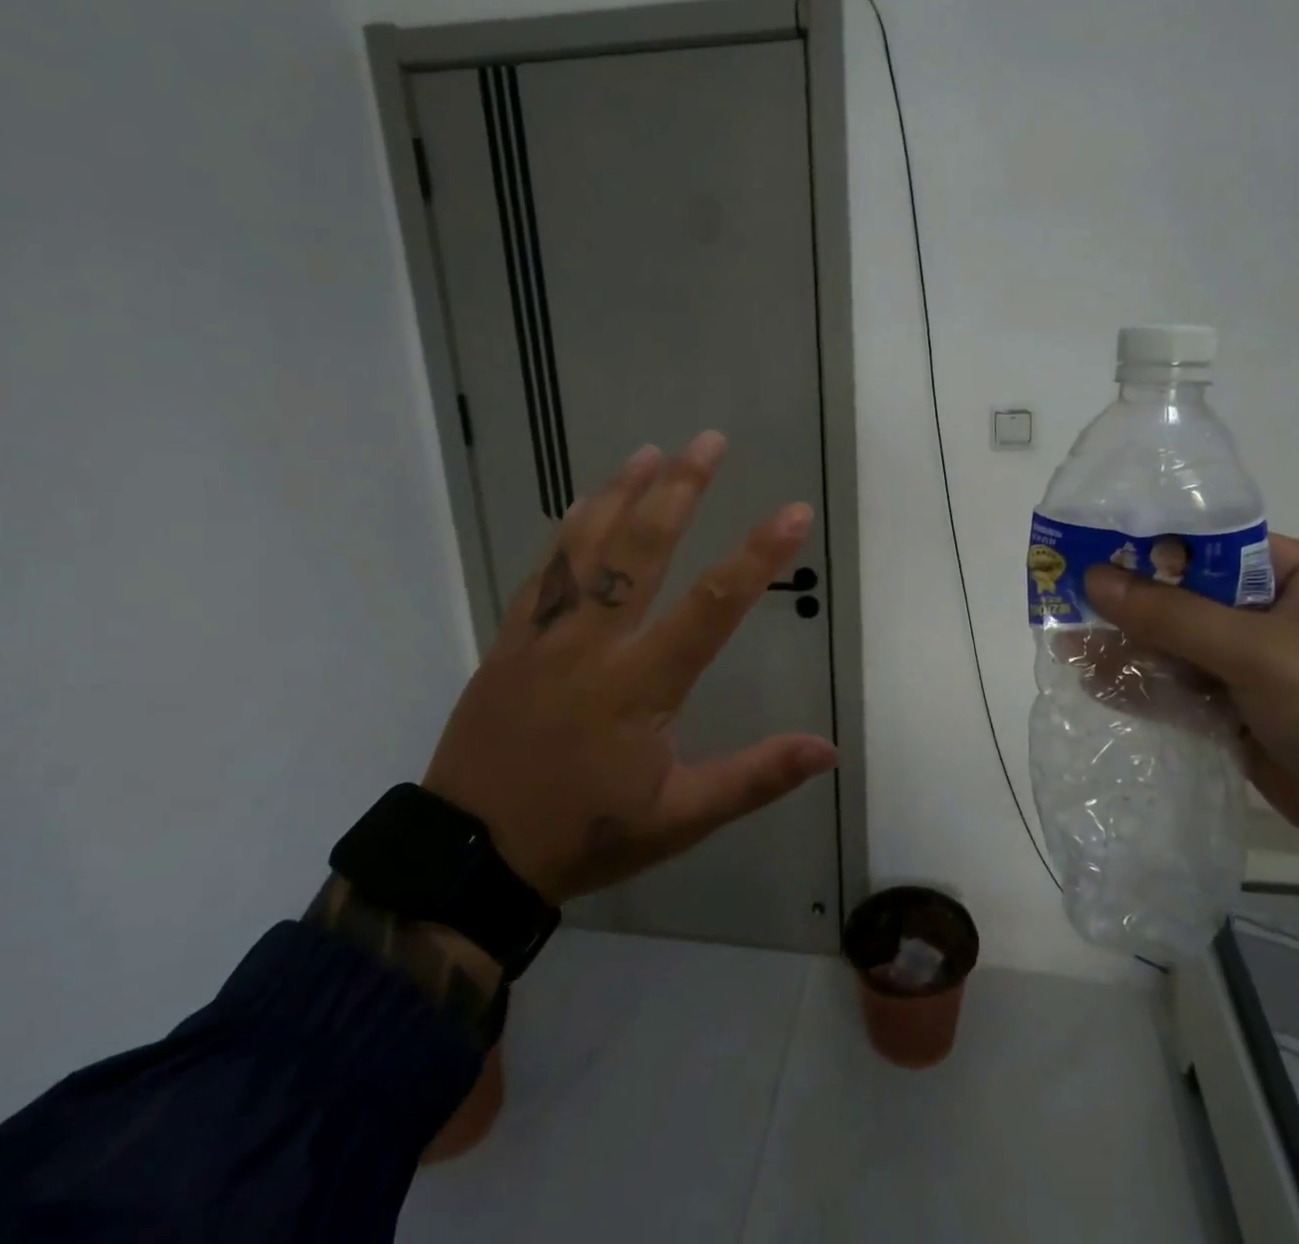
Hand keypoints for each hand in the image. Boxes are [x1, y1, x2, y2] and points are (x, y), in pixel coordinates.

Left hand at [420, 432, 837, 904]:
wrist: (470, 857)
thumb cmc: (584, 834)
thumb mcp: (679, 818)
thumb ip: (755, 777)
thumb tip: (828, 749)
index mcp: (642, 684)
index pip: (713, 606)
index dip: (758, 555)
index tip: (794, 511)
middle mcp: (595, 644)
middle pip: (643, 550)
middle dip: (681, 490)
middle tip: (709, 442)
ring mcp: (546, 636)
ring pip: (586, 547)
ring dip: (621, 493)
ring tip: (650, 451)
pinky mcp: (511, 640)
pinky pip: (543, 572)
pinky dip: (567, 530)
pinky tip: (581, 503)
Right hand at [1084, 536, 1298, 1037]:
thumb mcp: (1260, 650)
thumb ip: (1172, 614)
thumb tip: (1093, 577)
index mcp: (1295, 576)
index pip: (1206, 546)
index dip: (1145, 545)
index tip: (1085, 549)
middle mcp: (1272, 615)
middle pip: (1184, 598)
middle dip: (1127, 604)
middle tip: (1063, 601)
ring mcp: (1255, 670)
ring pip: (1176, 648)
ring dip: (1128, 648)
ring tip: (1066, 646)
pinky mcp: (1241, 717)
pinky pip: (1181, 692)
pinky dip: (1142, 688)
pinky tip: (1095, 684)